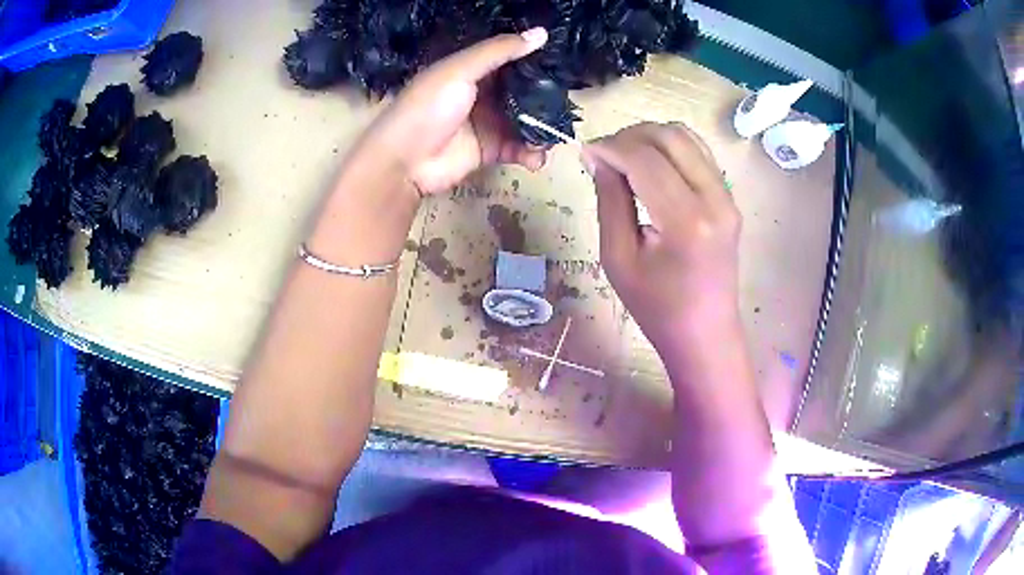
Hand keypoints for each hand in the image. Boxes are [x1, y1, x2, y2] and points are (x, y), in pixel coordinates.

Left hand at [359, 28, 549, 195]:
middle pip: (522, 91)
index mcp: (473, 69)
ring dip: (542, 129)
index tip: (564, 62)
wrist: (404, 160)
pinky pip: (518, 149)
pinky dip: (530, 154)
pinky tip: (536, 158)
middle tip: (568, 104)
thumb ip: (500, 51)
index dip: (535, 60)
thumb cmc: (428, 107)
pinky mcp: (490, 149)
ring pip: (524, 121)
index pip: (511, 60)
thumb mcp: (461, 70)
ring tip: (554, 136)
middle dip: (545, 98)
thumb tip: (542, 33)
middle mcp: (483, 93)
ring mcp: (487, 122)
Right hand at [585, 123, 740, 349]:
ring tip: (625, 157)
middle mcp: (715, 200)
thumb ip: (610, 200)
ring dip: (651, 137)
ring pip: (687, 138)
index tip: (586, 151)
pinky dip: (671, 148)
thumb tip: (597, 156)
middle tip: (604, 153)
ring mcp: (728, 197)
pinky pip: (699, 154)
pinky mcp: (730, 199)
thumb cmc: (657, 307)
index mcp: (686, 221)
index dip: (611, 147)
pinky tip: (652, 166)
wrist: (705, 333)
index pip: (645, 159)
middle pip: (670, 137)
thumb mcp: (619, 258)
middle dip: (630, 135)